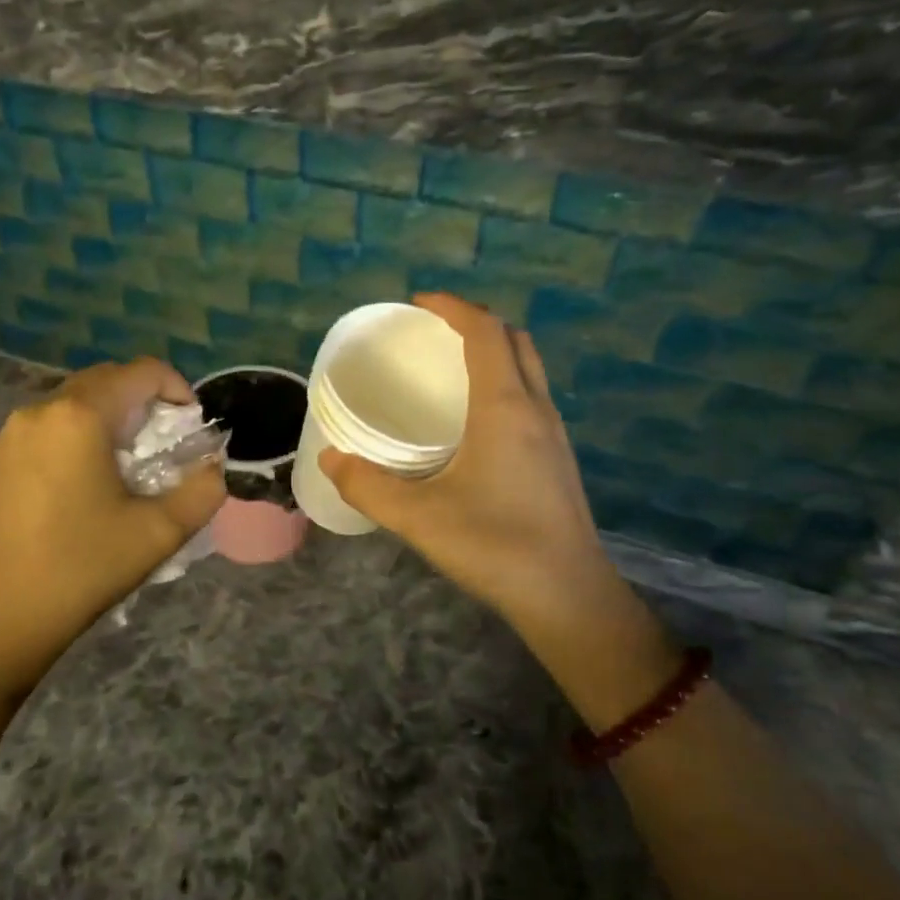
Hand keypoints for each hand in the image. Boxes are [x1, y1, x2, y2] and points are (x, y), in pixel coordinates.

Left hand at [0, 358, 225, 701]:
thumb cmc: (81, 569)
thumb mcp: (159, 532)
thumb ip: (203, 490)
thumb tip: (215, 467)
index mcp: (79, 416)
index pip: (141, 372)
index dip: (178, 388)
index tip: (192, 427)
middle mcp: (39, 411)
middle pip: (104, 381)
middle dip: (143, 401)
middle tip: (164, 445)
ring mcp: (8, 436)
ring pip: (72, 404)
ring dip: (107, 419)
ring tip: (124, 467)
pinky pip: (44, 430)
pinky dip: (74, 438)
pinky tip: (80, 488)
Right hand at [319, 295, 676, 717]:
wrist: (568, 596)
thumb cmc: (495, 545)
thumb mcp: (418, 517)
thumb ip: (368, 485)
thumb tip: (331, 458)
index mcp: (504, 406)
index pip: (485, 331)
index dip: (453, 307)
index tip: (418, 303)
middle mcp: (535, 407)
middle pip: (514, 339)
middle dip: (475, 322)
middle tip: (433, 332)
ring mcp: (553, 432)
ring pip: (529, 367)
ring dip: (494, 350)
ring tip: (451, 367)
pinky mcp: (558, 457)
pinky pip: (531, 395)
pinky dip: (504, 381)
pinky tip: (474, 419)